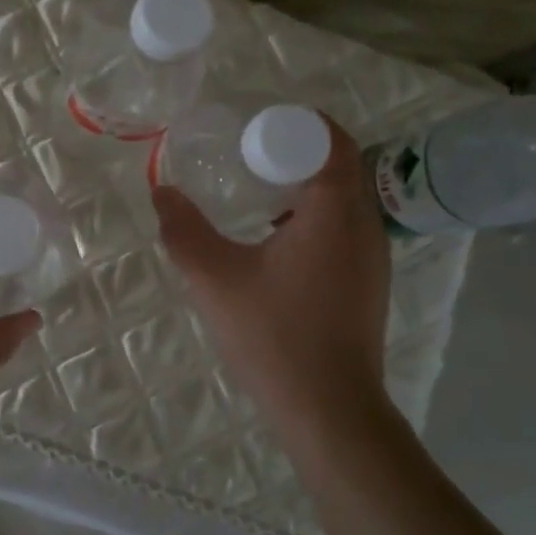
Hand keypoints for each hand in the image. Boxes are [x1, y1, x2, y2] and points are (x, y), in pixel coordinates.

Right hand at [153, 120, 393, 436]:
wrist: (329, 410)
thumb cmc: (274, 336)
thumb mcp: (214, 279)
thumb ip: (183, 231)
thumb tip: (161, 193)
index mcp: (335, 212)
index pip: (332, 141)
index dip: (299, 124)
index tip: (257, 126)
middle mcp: (365, 225)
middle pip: (341, 166)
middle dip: (298, 151)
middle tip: (248, 154)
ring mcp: (374, 257)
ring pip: (345, 199)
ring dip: (307, 186)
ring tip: (258, 192)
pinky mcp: (369, 283)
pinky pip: (346, 228)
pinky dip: (316, 216)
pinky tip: (276, 240)